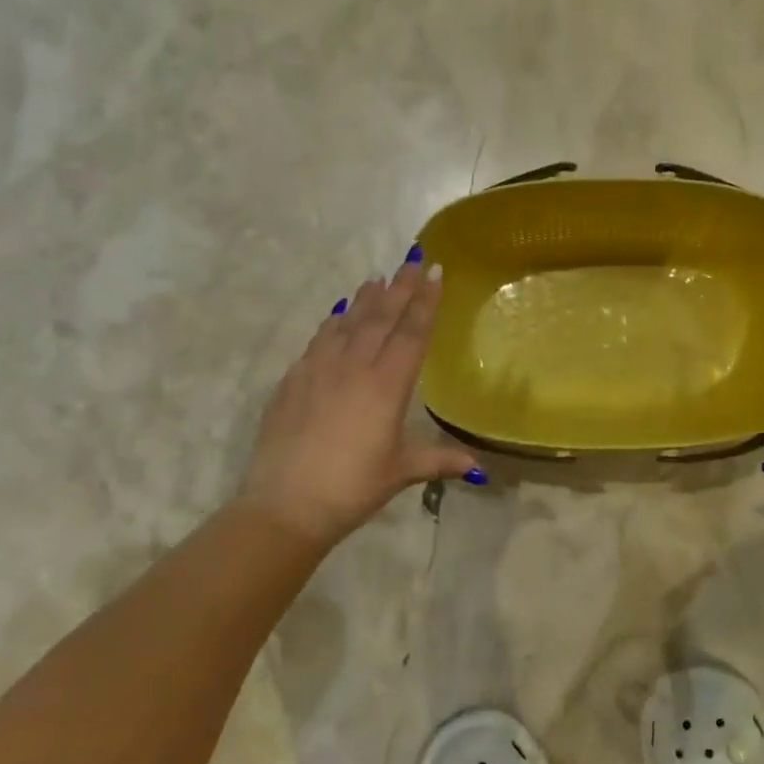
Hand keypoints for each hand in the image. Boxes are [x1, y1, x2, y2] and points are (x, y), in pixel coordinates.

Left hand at [240, 261, 480, 547]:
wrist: (285, 504)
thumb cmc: (353, 487)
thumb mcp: (400, 471)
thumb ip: (438, 461)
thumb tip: (477, 468)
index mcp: (388, 385)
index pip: (412, 332)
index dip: (425, 301)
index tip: (434, 272)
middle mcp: (355, 367)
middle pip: (382, 317)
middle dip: (400, 287)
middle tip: (412, 259)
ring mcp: (320, 369)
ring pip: (348, 322)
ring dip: (365, 299)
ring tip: (377, 279)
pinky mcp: (293, 380)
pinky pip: (319, 340)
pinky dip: (333, 323)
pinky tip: (337, 315)